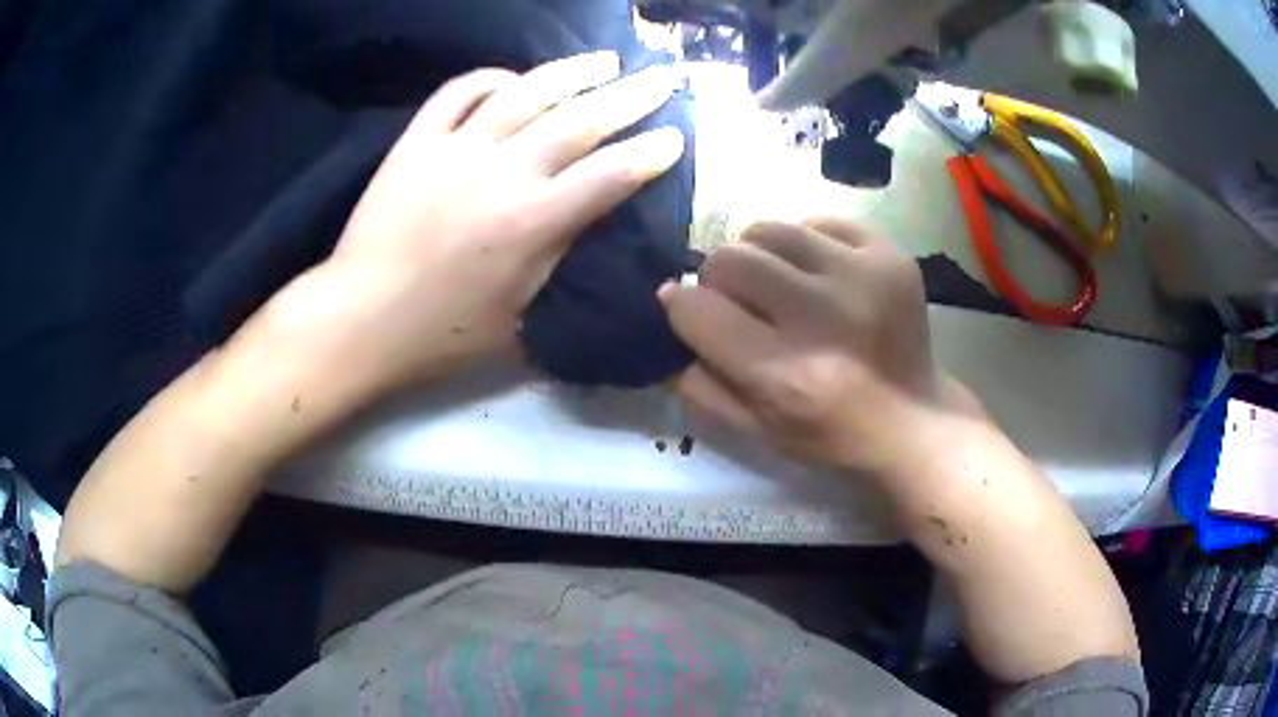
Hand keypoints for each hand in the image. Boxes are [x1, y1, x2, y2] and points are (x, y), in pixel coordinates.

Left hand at [271, 52, 684, 392]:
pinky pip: (459, 92)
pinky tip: (512, 77)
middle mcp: (503, 172)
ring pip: (526, 92)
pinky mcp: (418, 141)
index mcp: (533, 223)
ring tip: (604, 60)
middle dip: (630, 97)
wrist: (360, 317)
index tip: (675, 136)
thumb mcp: (517, 321)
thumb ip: (559, 267)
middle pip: (580, 120)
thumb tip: (589, 229)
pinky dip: (491, 77)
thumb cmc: (440, 334)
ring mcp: (456, 149)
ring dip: (572, 71)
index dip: (651, 154)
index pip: (610, 176)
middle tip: (661, 80)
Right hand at [660, 218, 976, 477]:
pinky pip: (818, 222)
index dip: (681, 308)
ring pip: (770, 229)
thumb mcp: (753, 430)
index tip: (690, 312)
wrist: (914, 418)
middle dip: (718, 279)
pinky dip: (805, 244)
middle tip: (738, 301)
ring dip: (759, 256)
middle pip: (729, 258)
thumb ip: (699, 381)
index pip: (697, 309)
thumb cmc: (830, 434)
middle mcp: (823, 317)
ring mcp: (863, 276)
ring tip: (777, 283)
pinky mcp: (889, 254)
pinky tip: (818, 274)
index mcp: (785, 374)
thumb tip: (670, 310)